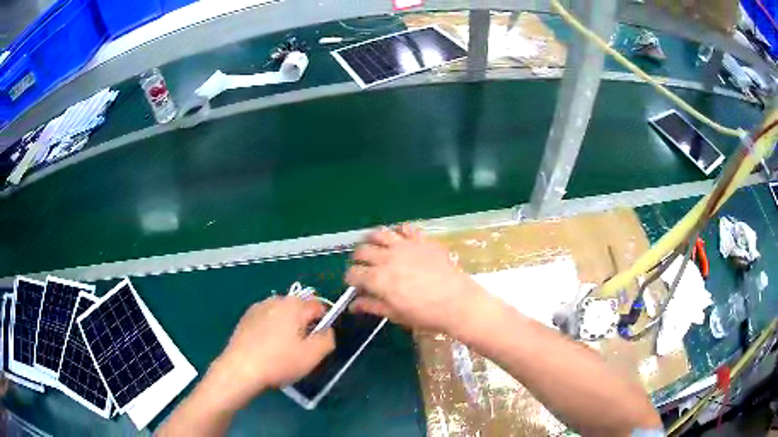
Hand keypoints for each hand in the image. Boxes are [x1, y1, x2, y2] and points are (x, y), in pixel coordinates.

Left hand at [209, 297, 334, 406]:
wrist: (240, 369)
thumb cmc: (279, 362)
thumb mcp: (313, 355)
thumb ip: (328, 339)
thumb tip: (326, 330)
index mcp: (294, 305)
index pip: (319, 306)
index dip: (323, 324)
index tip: (316, 343)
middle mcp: (276, 299)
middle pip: (300, 308)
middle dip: (304, 325)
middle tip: (300, 349)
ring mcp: (258, 307)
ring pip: (283, 314)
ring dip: (287, 327)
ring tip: (282, 350)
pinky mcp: (246, 317)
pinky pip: (267, 319)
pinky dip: (271, 329)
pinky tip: (266, 348)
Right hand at [346, 224, 489, 335]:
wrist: (458, 302)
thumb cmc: (425, 314)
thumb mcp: (395, 314)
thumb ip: (372, 306)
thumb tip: (353, 305)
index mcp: (378, 279)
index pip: (353, 274)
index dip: (351, 279)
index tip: (355, 284)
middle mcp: (387, 258)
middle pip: (362, 251)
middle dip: (358, 260)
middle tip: (364, 267)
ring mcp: (405, 245)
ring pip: (379, 233)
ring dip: (372, 240)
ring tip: (375, 247)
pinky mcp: (421, 240)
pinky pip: (405, 228)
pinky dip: (398, 231)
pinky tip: (400, 239)